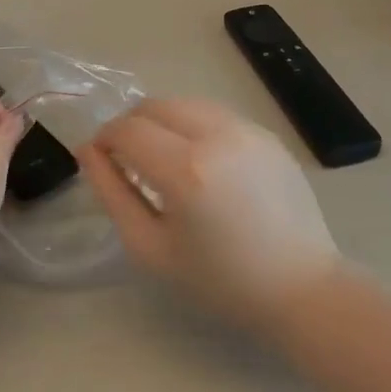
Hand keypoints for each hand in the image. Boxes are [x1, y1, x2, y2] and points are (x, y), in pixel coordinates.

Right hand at [77, 99, 340, 326]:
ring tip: (163, 159)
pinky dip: (193, 126)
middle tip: (127, 160)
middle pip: (154, 106)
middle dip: (131, 126)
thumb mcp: (150, 247)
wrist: (301, 287)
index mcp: (185, 169)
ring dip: (162, 122)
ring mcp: (247, 129)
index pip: (127, 130)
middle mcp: (217, 135)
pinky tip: (199, 162)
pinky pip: (214, 114)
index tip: (100, 160)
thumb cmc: (220, 280)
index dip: (104, 140)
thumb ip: (112, 193)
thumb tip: (89, 152)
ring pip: (184, 104)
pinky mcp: (266, 133)